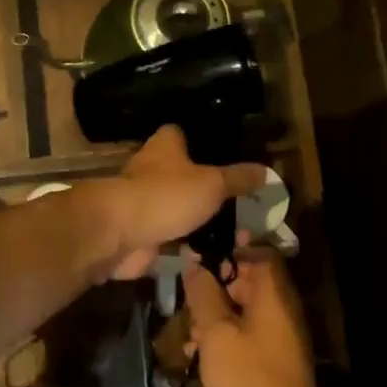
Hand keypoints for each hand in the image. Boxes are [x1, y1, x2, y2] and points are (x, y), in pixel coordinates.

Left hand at [103, 125, 266, 279]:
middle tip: (240, 200)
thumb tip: (267, 170)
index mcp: (165, 146)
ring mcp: (144, 201)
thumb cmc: (166, 195)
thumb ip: (238, 179)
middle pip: (182, 172)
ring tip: (235, 231)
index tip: (226, 152)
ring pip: (178, 206)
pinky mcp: (141, 232)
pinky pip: (172, 236)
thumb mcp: (212, 184)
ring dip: (198, 218)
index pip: (182, 133)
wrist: (120, 234)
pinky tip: (213, 252)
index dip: (201, 140)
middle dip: (206, 186)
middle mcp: (151, 168)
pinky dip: (188, 244)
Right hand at [182, 249, 325, 386]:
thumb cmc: (247, 381)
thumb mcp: (216, 334)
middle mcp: (284, 310)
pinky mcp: (276, 361)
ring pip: (247, 309)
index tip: (202, 249)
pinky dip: (227, 336)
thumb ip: (205, 294)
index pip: (261, 253)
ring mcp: (283, 337)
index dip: (232, 246)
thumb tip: (196, 264)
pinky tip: (201, 354)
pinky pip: (249, 334)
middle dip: (218, 284)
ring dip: (217, 313)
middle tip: (188, 295)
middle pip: (252, 281)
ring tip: (189, 332)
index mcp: (275, 296)